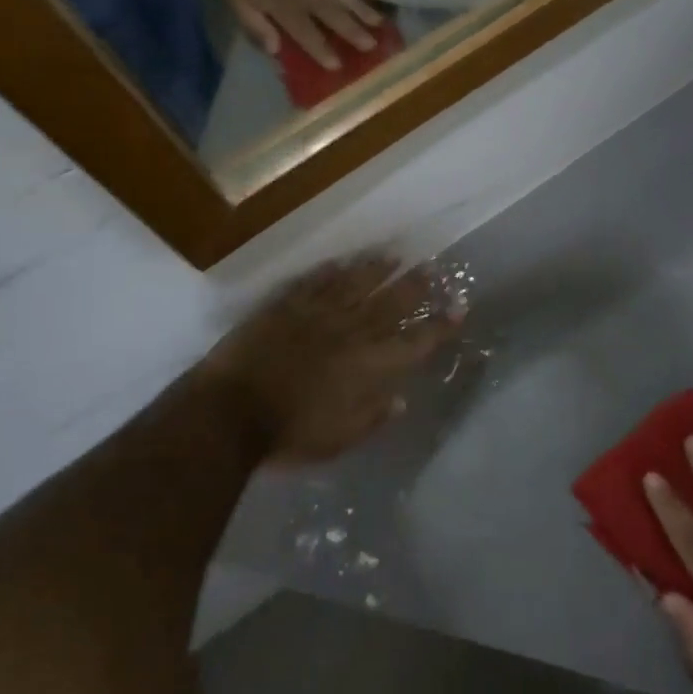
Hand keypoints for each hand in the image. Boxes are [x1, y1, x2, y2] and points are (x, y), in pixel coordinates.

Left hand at [196, 256, 464, 462]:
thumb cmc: (290, 434)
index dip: (440, 325)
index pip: (416, 342)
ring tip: (395, 253)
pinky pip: (315, 281)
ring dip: (378, 268)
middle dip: (416, 285)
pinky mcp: (288, 305)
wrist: (233, 410)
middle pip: (392, 302)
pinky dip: (331, 270)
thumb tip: (401, 399)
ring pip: (356, 283)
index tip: (459, 308)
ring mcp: (319, 314)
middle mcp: (352, 332)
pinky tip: (342, 261)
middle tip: (433, 267)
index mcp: (370, 366)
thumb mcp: (340, 439)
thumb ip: (373, 417)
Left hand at [221, 0, 386, 70]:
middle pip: (336, 18)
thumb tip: (275, 51)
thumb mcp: (239, 5)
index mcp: (287, 10)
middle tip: (372, 46)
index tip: (338, 65)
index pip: (309, 36)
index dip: (323, 51)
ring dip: (364, 11)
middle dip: (354, 33)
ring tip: (380, 22)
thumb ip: (257, 28)